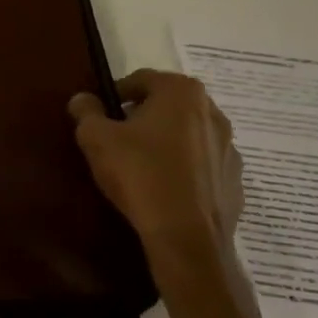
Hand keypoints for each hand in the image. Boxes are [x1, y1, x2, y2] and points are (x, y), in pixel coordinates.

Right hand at [69, 70, 242, 276]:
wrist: (186, 237)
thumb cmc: (140, 173)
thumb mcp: (96, 137)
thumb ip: (86, 111)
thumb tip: (82, 99)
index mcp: (181, 92)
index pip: (141, 80)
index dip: (115, 95)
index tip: (100, 116)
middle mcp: (213, 112)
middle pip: (167, 105)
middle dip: (142, 117)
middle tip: (117, 139)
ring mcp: (229, 148)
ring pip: (187, 135)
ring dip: (165, 142)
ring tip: (140, 166)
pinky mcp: (235, 181)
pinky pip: (202, 165)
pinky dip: (183, 169)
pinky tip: (163, 189)